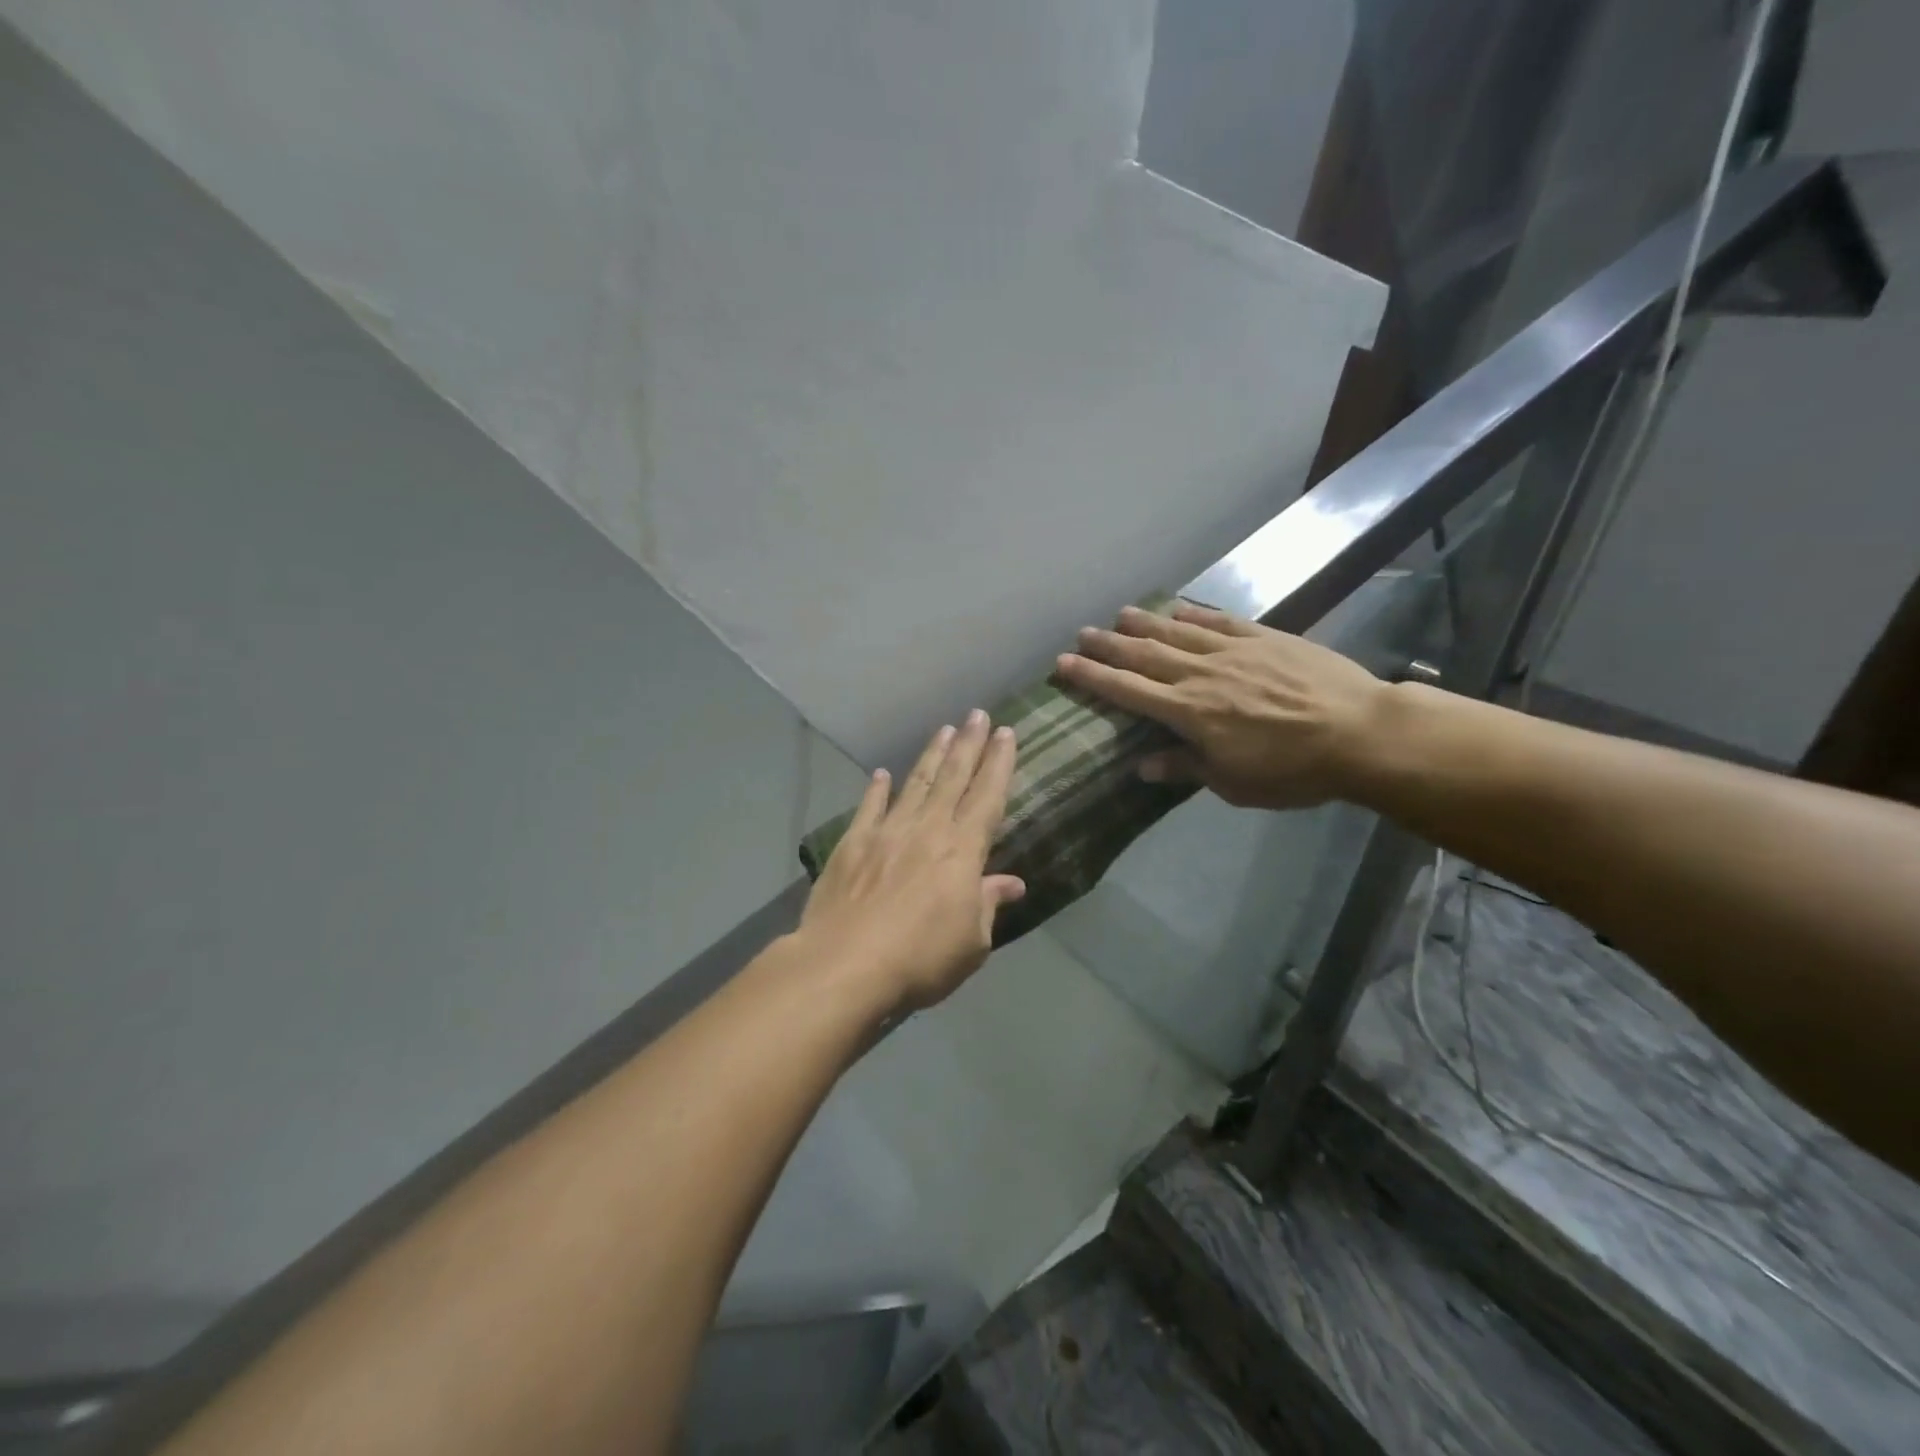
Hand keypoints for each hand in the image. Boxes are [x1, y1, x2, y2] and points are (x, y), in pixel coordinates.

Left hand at [796, 712, 1025, 1012]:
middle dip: (968, 744)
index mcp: (962, 851)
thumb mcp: (971, 943)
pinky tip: (882, 774)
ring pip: (915, 784)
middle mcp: (927, 830)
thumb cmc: (920, 960)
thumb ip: (988, 904)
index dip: (998, 763)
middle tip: (977, 714)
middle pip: (953, 778)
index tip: (1006, 733)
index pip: (987, 796)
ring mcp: (887, 832)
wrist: (844, 965)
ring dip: (931, 756)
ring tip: (944, 730)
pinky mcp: (852, 844)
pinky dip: (877, 789)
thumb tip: (1012, 882)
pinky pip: (869, 808)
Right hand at [1057, 602, 1387, 810]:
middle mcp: (1201, 675)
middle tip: (1081, 634)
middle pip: (1144, 655)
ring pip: (1177, 633)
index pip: (1127, 691)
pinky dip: (1194, 615)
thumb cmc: (1293, 771)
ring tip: (1119, 615)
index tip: (1064, 664)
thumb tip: (1142, 765)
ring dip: (1144, 623)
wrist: (1360, 733)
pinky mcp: (1264, 638)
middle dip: (1108, 645)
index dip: (1093, 677)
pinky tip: (1178, 610)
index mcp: (1188, 713)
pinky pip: (1219, 622)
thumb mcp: (1233, 783)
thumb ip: (1185, 767)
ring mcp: (1233, 652)